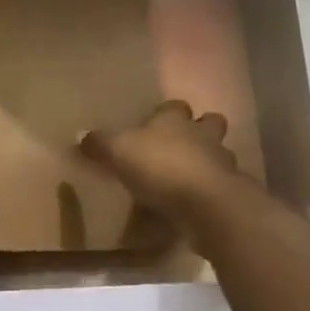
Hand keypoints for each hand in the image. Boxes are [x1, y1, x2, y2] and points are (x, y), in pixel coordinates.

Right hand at [80, 100, 241, 226]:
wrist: (205, 202)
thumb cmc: (159, 166)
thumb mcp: (118, 152)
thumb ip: (100, 144)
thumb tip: (80, 134)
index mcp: (174, 120)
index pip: (174, 106)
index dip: (166, 112)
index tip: (154, 121)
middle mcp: (202, 135)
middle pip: (209, 123)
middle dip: (200, 129)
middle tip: (182, 144)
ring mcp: (221, 163)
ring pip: (219, 154)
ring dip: (207, 161)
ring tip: (188, 177)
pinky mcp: (229, 191)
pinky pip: (219, 186)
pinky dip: (208, 192)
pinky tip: (193, 203)